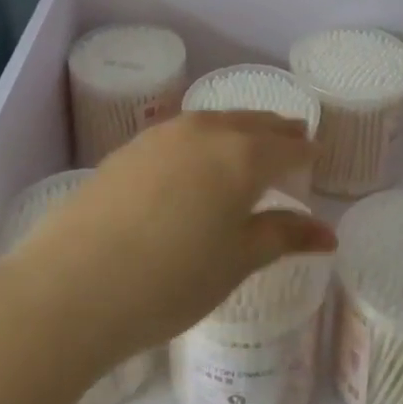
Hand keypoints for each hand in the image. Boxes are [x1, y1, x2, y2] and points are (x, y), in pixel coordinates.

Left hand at [0, 112, 333, 367]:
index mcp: (241, 156)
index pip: (286, 147)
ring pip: (215, 121)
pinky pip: (182, 132)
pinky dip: (203, 137)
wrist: (75, 282)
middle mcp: (206, 131)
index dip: (305, 151)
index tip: (317, 154)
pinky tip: (196, 157)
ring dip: (238, 128)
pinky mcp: (130, 147)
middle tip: (294, 136)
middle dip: (276, 130)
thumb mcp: (236, 261)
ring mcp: (163, 135)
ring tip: (249, 142)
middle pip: (252, 123)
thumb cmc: (171, 280)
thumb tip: (327, 232)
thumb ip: (282, 236)